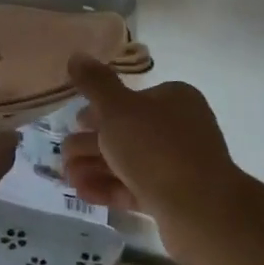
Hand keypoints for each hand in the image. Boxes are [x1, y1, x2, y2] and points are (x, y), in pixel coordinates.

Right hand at [61, 56, 241, 230]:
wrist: (200, 209)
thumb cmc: (157, 148)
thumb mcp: (118, 109)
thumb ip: (95, 84)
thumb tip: (77, 56)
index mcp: (174, 99)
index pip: (132, 99)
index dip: (100, 109)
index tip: (75, 122)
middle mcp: (179, 129)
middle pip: (127, 132)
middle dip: (91, 143)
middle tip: (63, 154)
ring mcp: (178, 165)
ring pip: (128, 162)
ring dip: (94, 166)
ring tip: (66, 177)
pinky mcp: (173, 197)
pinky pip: (134, 188)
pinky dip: (108, 188)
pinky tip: (82, 192)